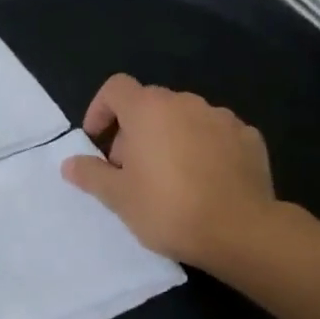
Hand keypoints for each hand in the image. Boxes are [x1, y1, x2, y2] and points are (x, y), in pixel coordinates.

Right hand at [60, 74, 281, 267]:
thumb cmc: (168, 209)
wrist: (240, 230)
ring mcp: (222, 118)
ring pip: (185, 119)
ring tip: (170, 179)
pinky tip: (205, 182)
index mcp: (149, 110)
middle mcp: (186, 103)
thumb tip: (70, 163)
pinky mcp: (249, 138)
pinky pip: (216, 136)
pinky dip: (204, 149)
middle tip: (130, 171)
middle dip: (134, 131)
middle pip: (150, 104)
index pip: (115, 88)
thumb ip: (91, 175)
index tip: (97, 140)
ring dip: (171, 139)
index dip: (100, 109)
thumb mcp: (118, 198)